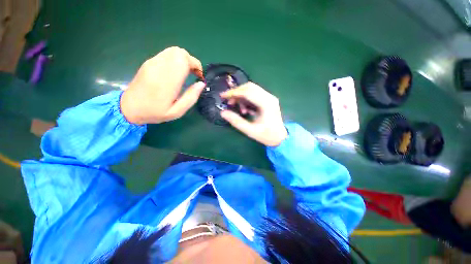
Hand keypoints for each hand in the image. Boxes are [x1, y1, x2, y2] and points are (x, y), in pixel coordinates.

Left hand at [120, 47, 204, 123]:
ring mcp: (152, 63)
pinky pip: (166, 54)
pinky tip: (176, 72)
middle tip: (194, 75)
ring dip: (184, 60)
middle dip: (191, 62)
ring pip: (173, 51)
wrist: (128, 108)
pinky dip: (176, 60)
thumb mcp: (177, 111)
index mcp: (167, 80)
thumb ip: (191, 97)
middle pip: (180, 52)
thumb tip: (201, 83)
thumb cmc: (155, 112)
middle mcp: (159, 67)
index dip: (196, 65)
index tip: (199, 77)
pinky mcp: (149, 62)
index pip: (184, 60)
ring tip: (187, 73)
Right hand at [220, 82, 287, 146]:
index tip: (222, 96)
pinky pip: (255, 94)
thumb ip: (236, 121)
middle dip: (236, 92)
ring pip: (252, 89)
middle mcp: (269, 97)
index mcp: (266, 104)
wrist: (280, 138)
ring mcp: (270, 97)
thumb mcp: (250, 131)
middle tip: (229, 102)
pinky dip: (247, 99)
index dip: (233, 92)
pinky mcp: (268, 99)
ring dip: (241, 96)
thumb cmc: (267, 135)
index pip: (247, 92)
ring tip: (239, 109)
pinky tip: (246, 109)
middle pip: (250, 87)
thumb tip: (223, 112)